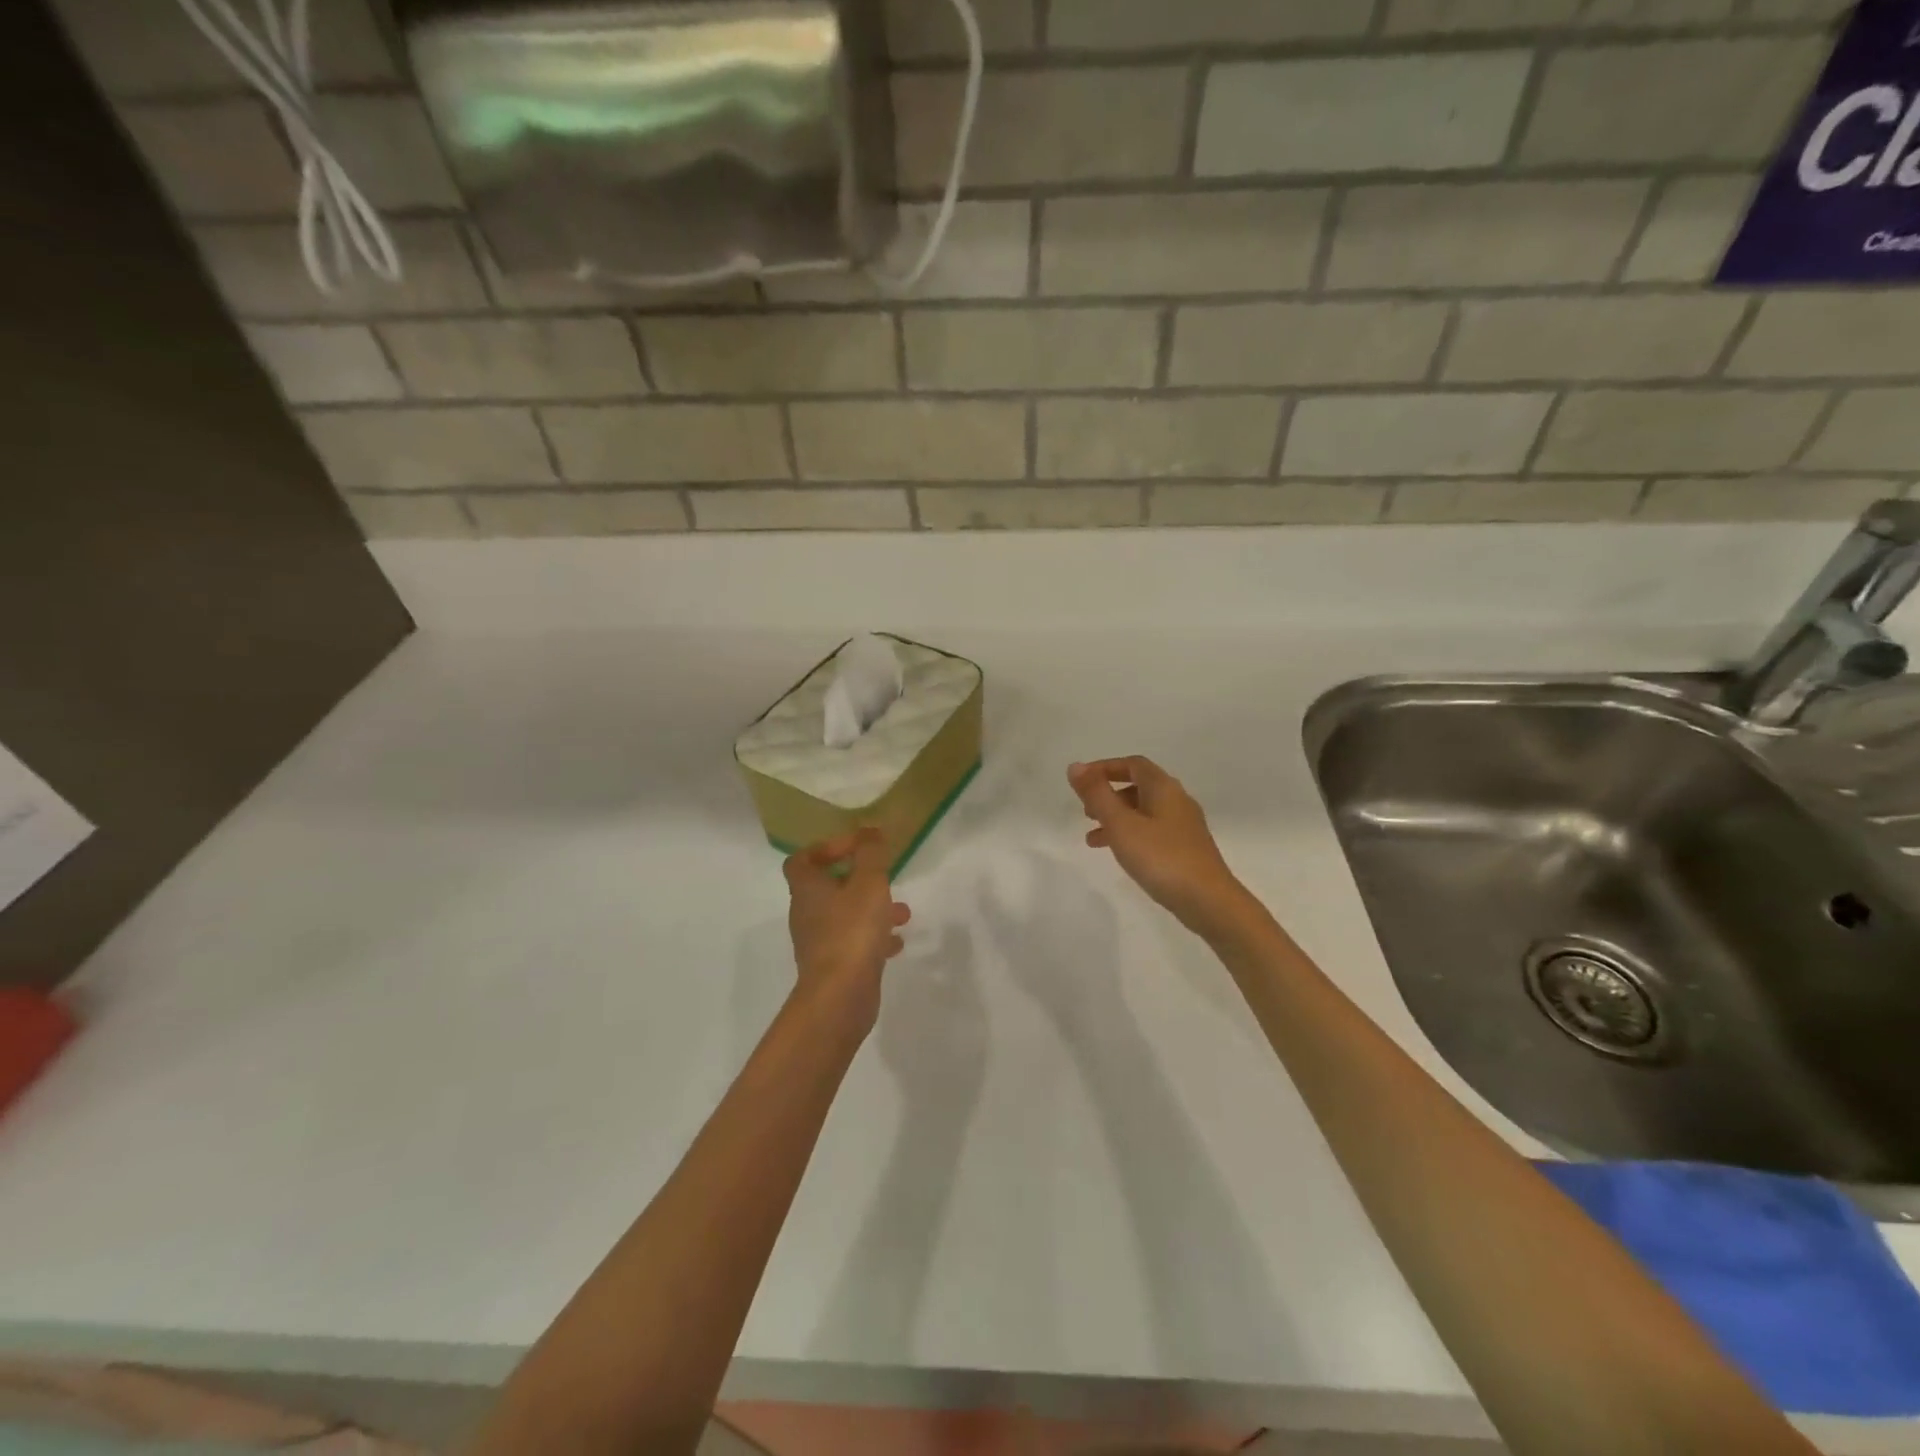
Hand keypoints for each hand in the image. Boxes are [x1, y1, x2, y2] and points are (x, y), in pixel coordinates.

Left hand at [784, 829, 911, 1025]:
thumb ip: (871, 853)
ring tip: (903, 912)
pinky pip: (854, 942)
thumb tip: (869, 829)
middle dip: (859, 879)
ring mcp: (819, 943)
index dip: (826, 848)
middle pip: (827, 887)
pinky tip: (897, 943)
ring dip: (872, 909)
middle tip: (884, 878)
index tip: (857, 847)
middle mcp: (808, 914)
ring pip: (845, 915)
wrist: (840, 998)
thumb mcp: (869, 883)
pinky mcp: (834, 967)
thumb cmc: (852, 931)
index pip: (802, 860)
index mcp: (808, 889)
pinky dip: (874, 937)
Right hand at [1068, 757, 1248, 936]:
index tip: (1080, 782)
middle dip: (1108, 795)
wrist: (1208, 901)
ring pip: (1143, 812)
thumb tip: (1075, 766)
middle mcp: (1177, 801)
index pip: (1132, 764)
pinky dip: (1131, 836)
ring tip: (1092, 839)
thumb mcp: (1121, 824)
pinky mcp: (1186, 849)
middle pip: (1138, 786)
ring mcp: (1184, 826)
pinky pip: (1152, 832)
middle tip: (1086, 812)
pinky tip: (1120, 855)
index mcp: (1164, 788)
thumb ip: (1097, 795)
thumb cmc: (1161, 857)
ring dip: (1117, 819)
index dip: (1104, 768)